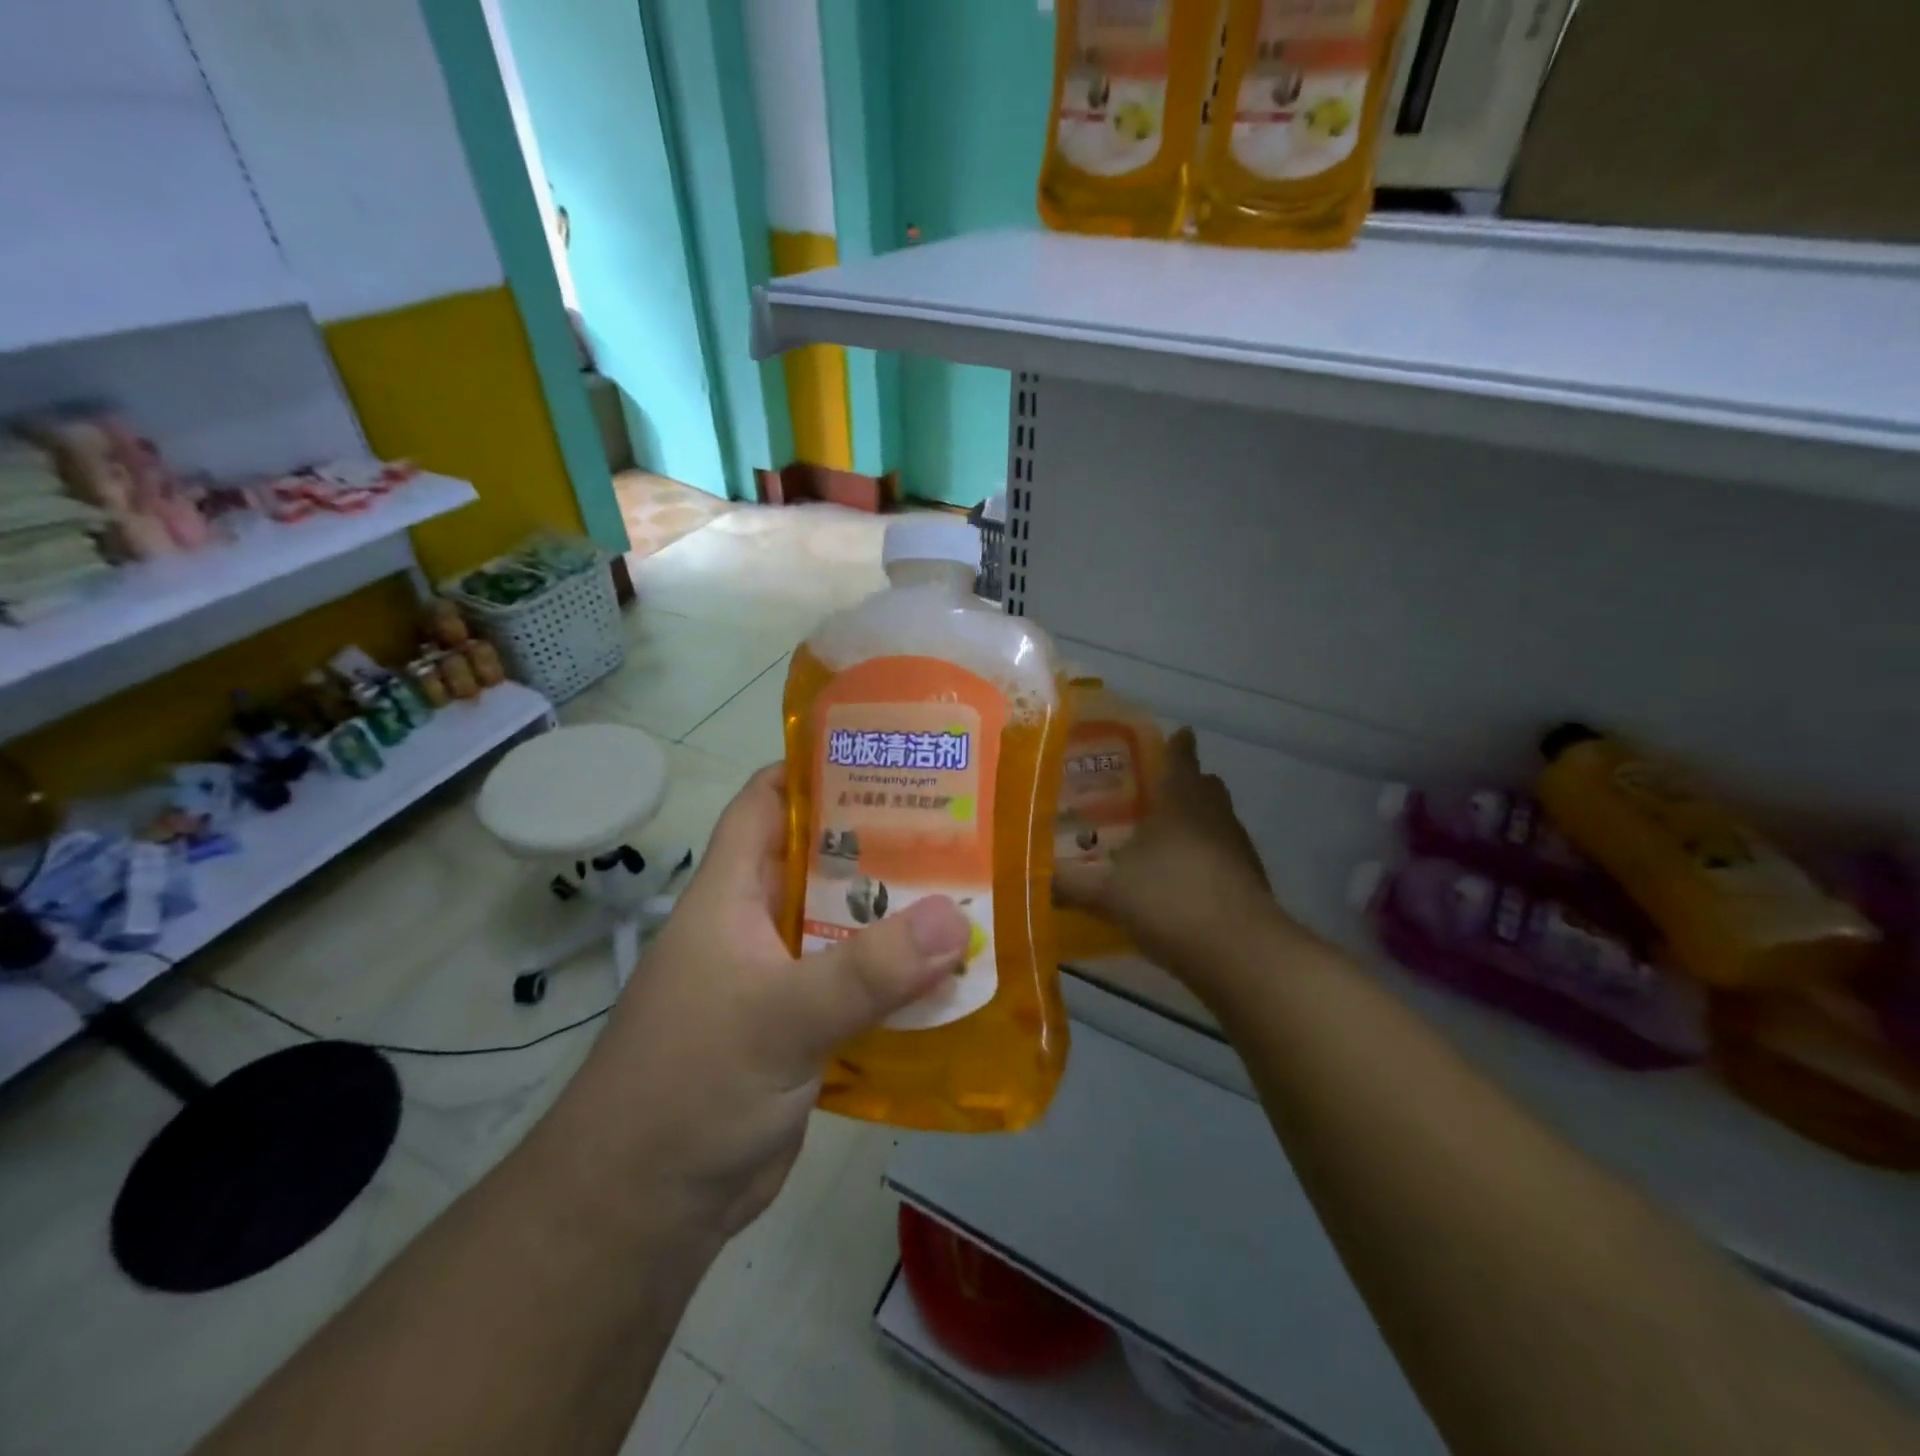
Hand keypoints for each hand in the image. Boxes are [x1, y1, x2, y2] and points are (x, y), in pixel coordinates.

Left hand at [540, 765, 971, 1240]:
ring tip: (971, 890)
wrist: (645, 1209)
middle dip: (882, 841)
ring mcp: (780, 979)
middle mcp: (755, 925)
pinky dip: (898, 978)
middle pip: (823, 861)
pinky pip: (858, 986)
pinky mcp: (802, 1030)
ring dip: (899, 915)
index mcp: (731, 894)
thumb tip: (954, 918)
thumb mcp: (779, 1017)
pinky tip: (953, 974)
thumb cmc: (690, 1086)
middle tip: (956, 823)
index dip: (813, 768)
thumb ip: (866, 969)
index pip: (765, 802)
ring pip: (847, 926)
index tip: (883, 753)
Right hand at [1055, 728, 1285, 985]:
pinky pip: (1225, 857)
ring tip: (1163, 838)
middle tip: (1155, 791)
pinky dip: (1206, 860)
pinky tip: (1181, 882)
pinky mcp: (1251, 883)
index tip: (1176, 735)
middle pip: (1206, 787)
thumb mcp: (1108, 892)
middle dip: (1187, 784)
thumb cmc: (1170, 901)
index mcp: (1181, 802)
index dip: (1177, 745)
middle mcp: (1215, 817)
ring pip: (1218, 822)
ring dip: (1198, 823)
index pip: (1181, 758)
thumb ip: (1070, 883)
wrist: (1240, 954)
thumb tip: (1032, 877)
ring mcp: (1238, 850)